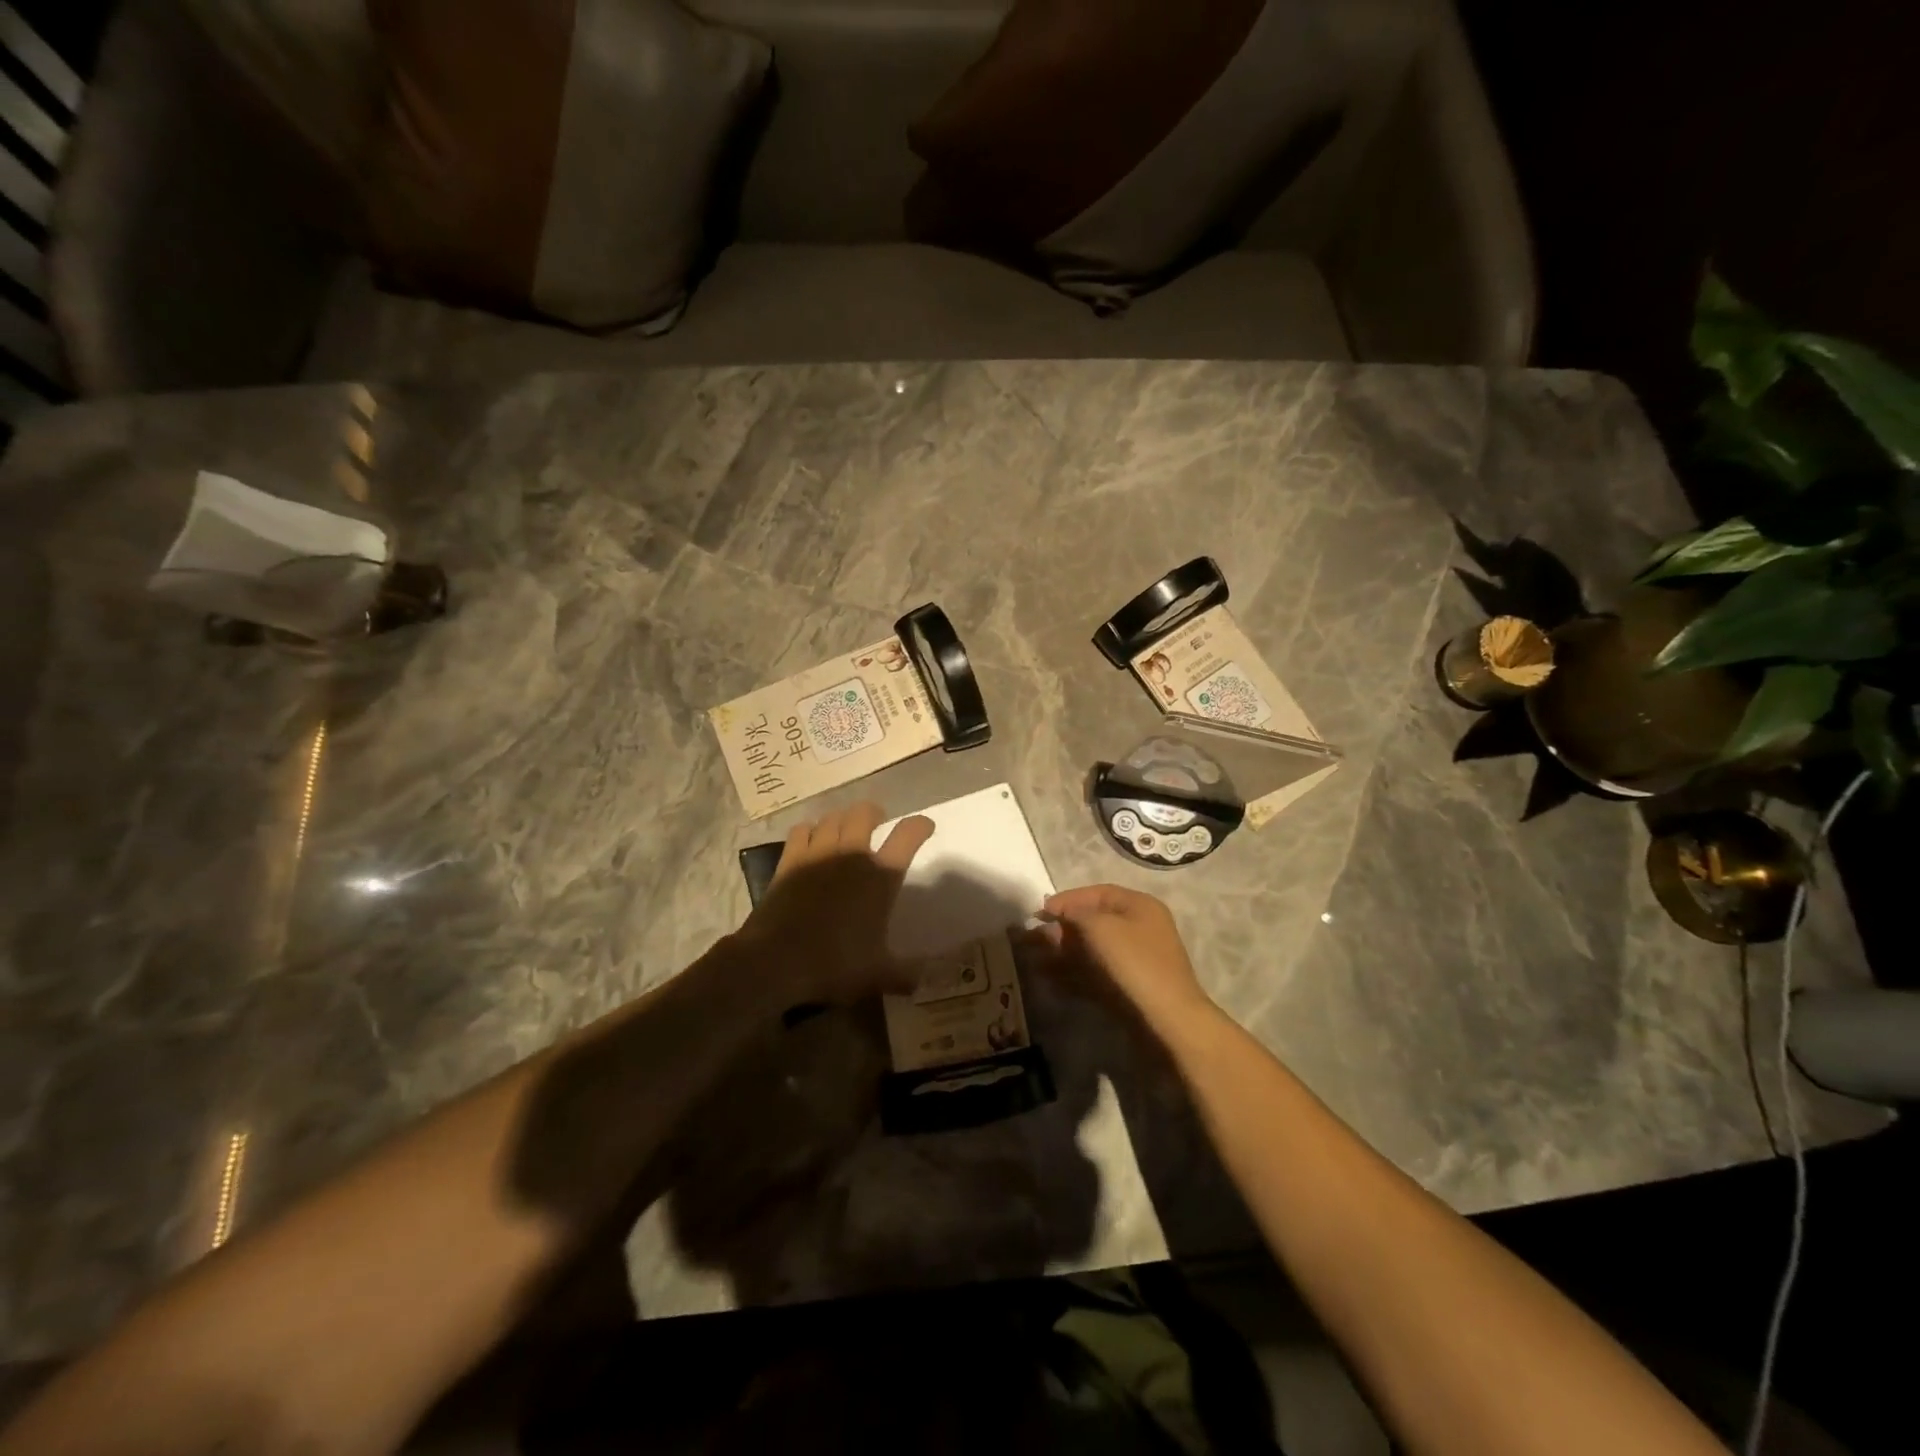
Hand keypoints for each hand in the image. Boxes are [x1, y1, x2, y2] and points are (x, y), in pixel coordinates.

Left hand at [736, 802, 934, 1004]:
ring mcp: (818, 853)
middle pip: (865, 813)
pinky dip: (811, 829)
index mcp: (880, 877)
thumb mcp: (878, 975)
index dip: (920, 826)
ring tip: (846, 829)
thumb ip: (906, 974)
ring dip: (843, 818)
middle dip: (874, 813)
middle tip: (877, 822)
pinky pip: (802, 830)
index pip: (907, 836)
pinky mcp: (790, 860)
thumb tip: (927, 981)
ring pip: (833, 817)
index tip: (925, 827)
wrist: (775, 962)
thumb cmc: (834, 965)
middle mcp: (851, 855)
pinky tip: (812, 839)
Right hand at [1044, 884, 1214, 1029]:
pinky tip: (1050, 974)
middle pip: (1095, 919)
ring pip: (1093, 946)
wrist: (1167, 1018)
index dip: (1068, 898)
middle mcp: (1140, 927)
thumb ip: (1074, 913)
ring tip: (1037, 955)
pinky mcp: (1129, 984)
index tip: (1041, 910)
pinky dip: (1073, 970)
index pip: (1098, 893)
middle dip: (1064, 926)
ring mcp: (1136, 958)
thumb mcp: (1100, 927)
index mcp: (1140, 905)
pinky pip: (1095, 969)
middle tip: (1036, 935)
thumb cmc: (1134, 962)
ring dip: (1065, 948)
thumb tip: (1057, 911)